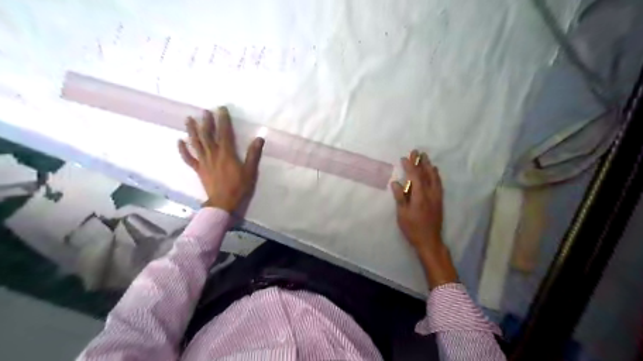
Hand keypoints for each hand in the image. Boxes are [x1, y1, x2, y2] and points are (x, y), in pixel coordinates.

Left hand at [175, 105, 263, 212]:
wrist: (223, 203)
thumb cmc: (239, 187)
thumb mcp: (250, 171)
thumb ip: (253, 154)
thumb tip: (259, 138)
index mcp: (226, 153)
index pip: (224, 133)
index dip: (223, 120)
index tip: (221, 109)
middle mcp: (213, 154)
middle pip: (207, 135)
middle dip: (206, 122)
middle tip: (204, 111)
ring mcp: (204, 162)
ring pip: (196, 143)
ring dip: (192, 130)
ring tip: (189, 119)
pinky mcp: (198, 170)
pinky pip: (189, 158)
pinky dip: (183, 150)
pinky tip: (179, 141)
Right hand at [392, 147, 455, 287]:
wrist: (430, 241)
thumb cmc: (413, 229)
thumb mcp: (402, 214)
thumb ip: (400, 197)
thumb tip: (396, 183)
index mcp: (420, 196)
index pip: (415, 177)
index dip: (410, 166)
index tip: (405, 158)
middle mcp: (430, 194)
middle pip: (426, 174)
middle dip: (421, 162)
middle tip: (417, 152)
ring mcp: (436, 197)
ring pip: (434, 178)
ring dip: (429, 167)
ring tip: (426, 158)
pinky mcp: (439, 201)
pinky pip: (439, 184)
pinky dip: (436, 175)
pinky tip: (435, 172)